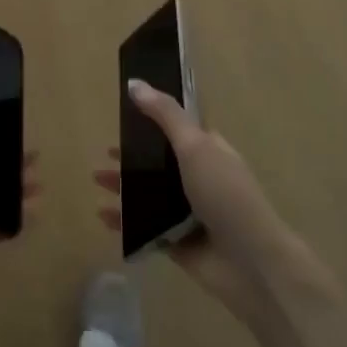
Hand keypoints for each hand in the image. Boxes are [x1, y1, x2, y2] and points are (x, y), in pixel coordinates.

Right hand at [95, 81, 304, 320]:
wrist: (250, 263)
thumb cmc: (225, 195)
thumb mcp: (195, 146)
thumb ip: (165, 115)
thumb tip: (134, 83)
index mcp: (209, 151)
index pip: (178, 130)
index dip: (152, 121)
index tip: (124, 115)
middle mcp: (199, 178)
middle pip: (160, 163)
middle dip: (132, 157)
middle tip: (104, 153)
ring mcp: (188, 213)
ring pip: (150, 194)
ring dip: (124, 187)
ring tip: (96, 181)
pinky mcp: (177, 242)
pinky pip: (145, 226)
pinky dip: (124, 221)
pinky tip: (103, 216)